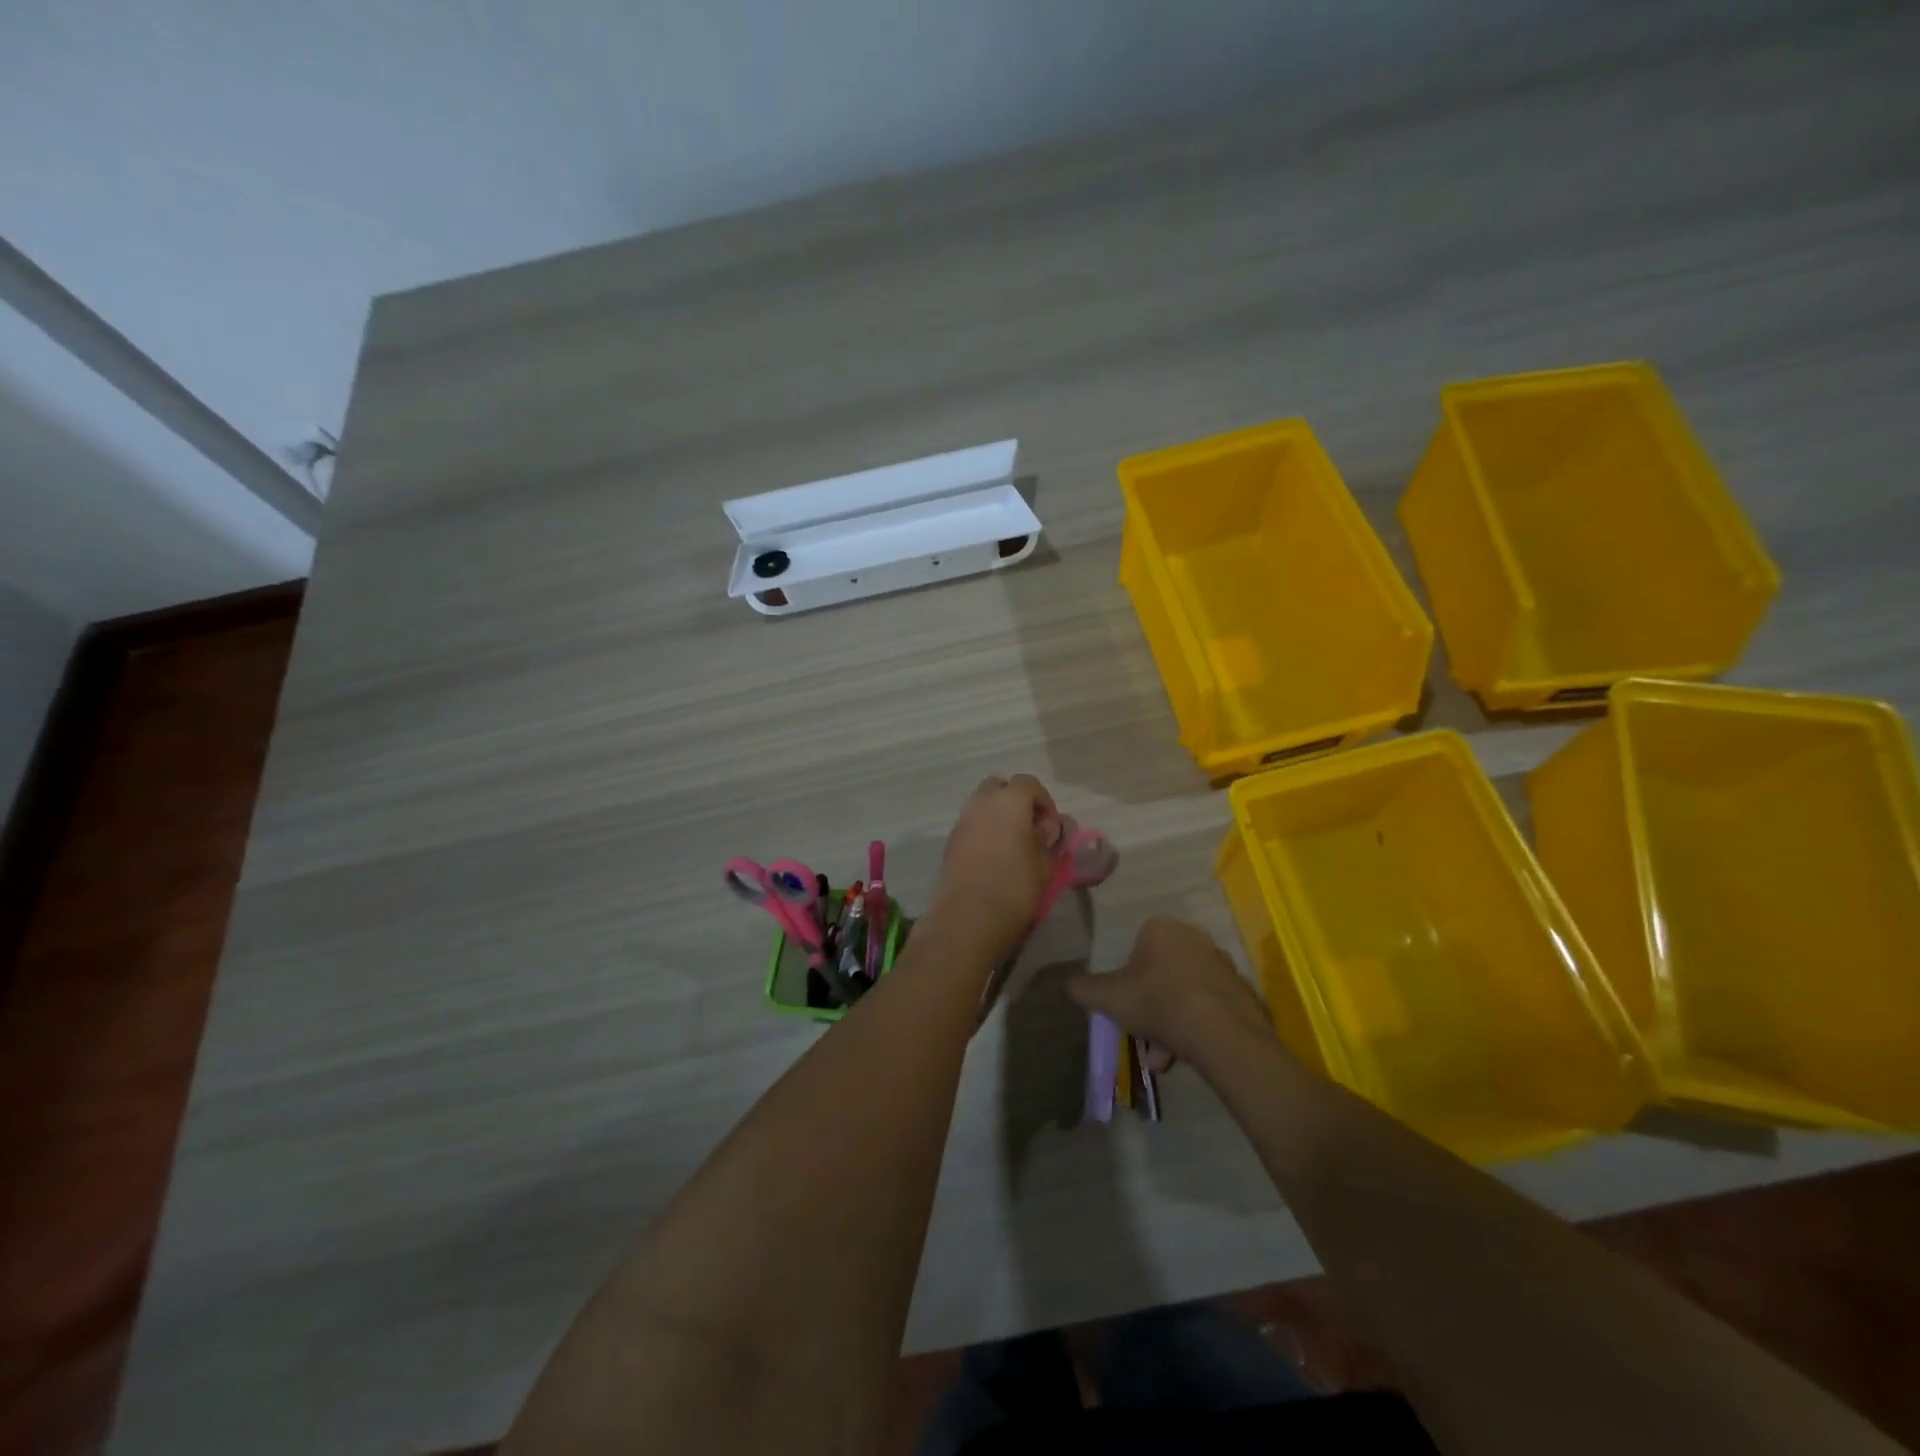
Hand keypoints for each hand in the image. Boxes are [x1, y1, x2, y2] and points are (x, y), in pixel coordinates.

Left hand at [931, 775, 1061, 956]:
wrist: (968, 918)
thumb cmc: (1015, 887)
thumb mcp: (1045, 864)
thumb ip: (1048, 838)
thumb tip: (1048, 826)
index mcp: (1009, 801)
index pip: (1029, 783)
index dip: (1044, 801)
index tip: (1051, 826)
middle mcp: (981, 803)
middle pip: (999, 787)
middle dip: (1015, 801)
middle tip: (1030, 828)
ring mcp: (962, 821)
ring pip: (982, 805)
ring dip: (997, 816)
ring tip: (1012, 845)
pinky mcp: (950, 842)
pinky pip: (971, 824)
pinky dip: (983, 831)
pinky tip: (994, 857)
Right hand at [1067, 917, 1275, 1074]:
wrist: (1221, 1032)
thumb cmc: (1158, 1002)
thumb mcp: (1107, 997)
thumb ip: (1083, 988)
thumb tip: (1067, 983)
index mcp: (1160, 928)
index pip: (1135, 947)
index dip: (1126, 978)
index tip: (1124, 1004)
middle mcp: (1193, 937)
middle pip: (1160, 973)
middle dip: (1149, 1005)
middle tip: (1142, 1034)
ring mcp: (1221, 963)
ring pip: (1183, 992)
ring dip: (1170, 1021)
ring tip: (1162, 1057)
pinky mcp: (1241, 989)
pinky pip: (1207, 1005)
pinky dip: (1195, 1025)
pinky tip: (1186, 1053)